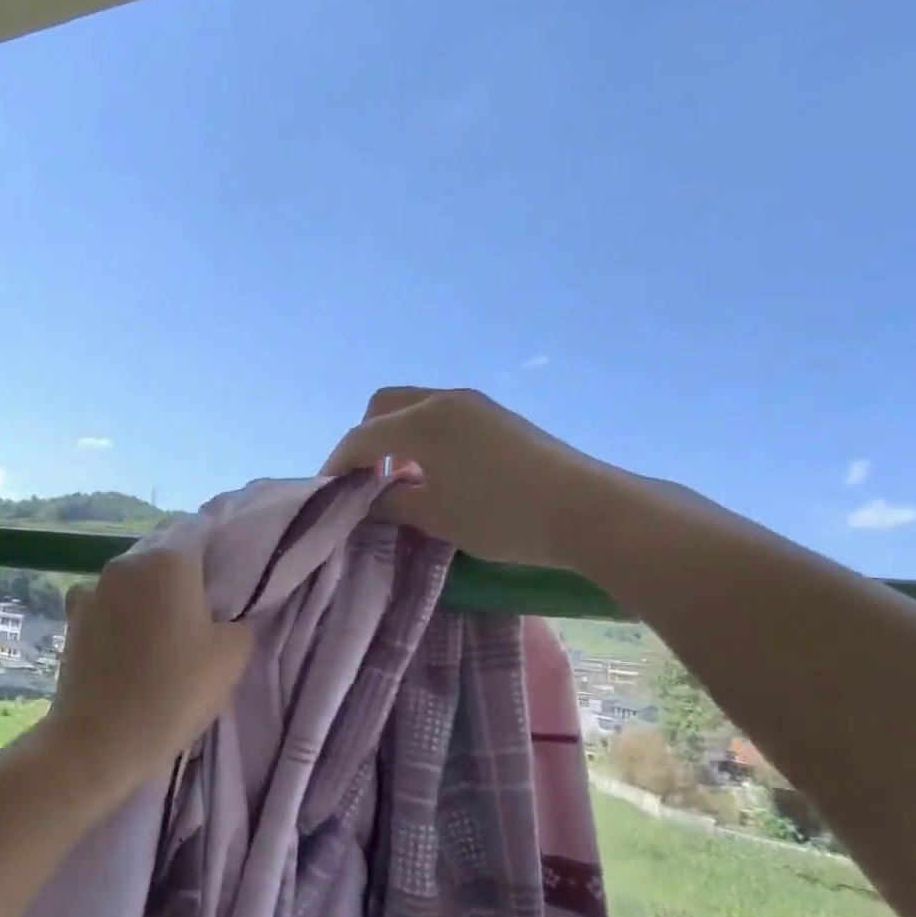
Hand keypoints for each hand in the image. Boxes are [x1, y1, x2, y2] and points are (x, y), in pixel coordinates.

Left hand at [42, 546, 253, 784]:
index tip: (231, 575)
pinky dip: (120, 613)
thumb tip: (228, 614)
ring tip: (165, 628)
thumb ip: (240, 621)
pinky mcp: (73, 616)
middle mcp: (127, 562)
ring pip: (134, 577)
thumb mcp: (232, 656)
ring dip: (150, 592)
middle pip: (165, 552)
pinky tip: (128, 642)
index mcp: (169, 559)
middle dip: (185, 571)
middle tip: (205, 606)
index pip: (201, 530)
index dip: (220, 547)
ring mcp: (94, 587)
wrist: (100, 738)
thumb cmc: (175, 691)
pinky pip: (107, 602)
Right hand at [321, 386, 631, 569]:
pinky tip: (437, 474)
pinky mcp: (497, 418)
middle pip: (383, 407)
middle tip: (366, 480)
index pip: (360, 437)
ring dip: (396, 438)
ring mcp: (474, 405)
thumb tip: (369, 500)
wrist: (587, 510)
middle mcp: (443, 400)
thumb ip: (390, 503)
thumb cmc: (500, 515)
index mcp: (421, 421)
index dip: (338, 464)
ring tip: (402, 481)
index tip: (328, 493)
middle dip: (365, 441)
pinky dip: (423, 438)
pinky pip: (442, 417)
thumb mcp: (434, 516)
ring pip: (415, 409)